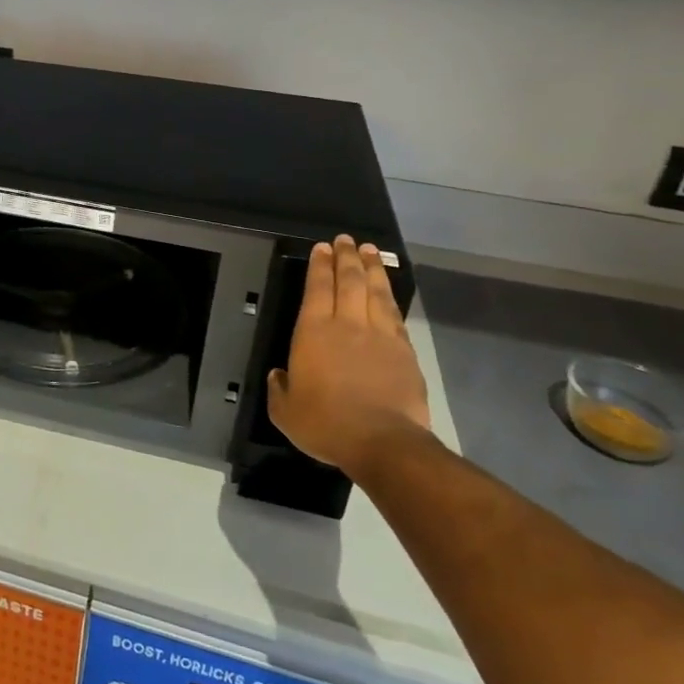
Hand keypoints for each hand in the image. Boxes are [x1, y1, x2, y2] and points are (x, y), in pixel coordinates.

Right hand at [268, 236, 431, 478]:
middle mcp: (347, 324)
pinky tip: (388, 291)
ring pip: (375, 292)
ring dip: (372, 268)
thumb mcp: (285, 412)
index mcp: (313, 332)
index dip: (319, 265)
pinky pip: (394, 315)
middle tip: (345, 240)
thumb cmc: (326, 424)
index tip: (321, 247)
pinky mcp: (404, 351)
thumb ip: (280, 389)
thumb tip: (279, 375)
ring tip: (369, 251)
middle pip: (348, 280)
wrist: (384, 442)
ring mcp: (380, 335)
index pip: (316, 288)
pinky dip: (390, 297)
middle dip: (345, 257)